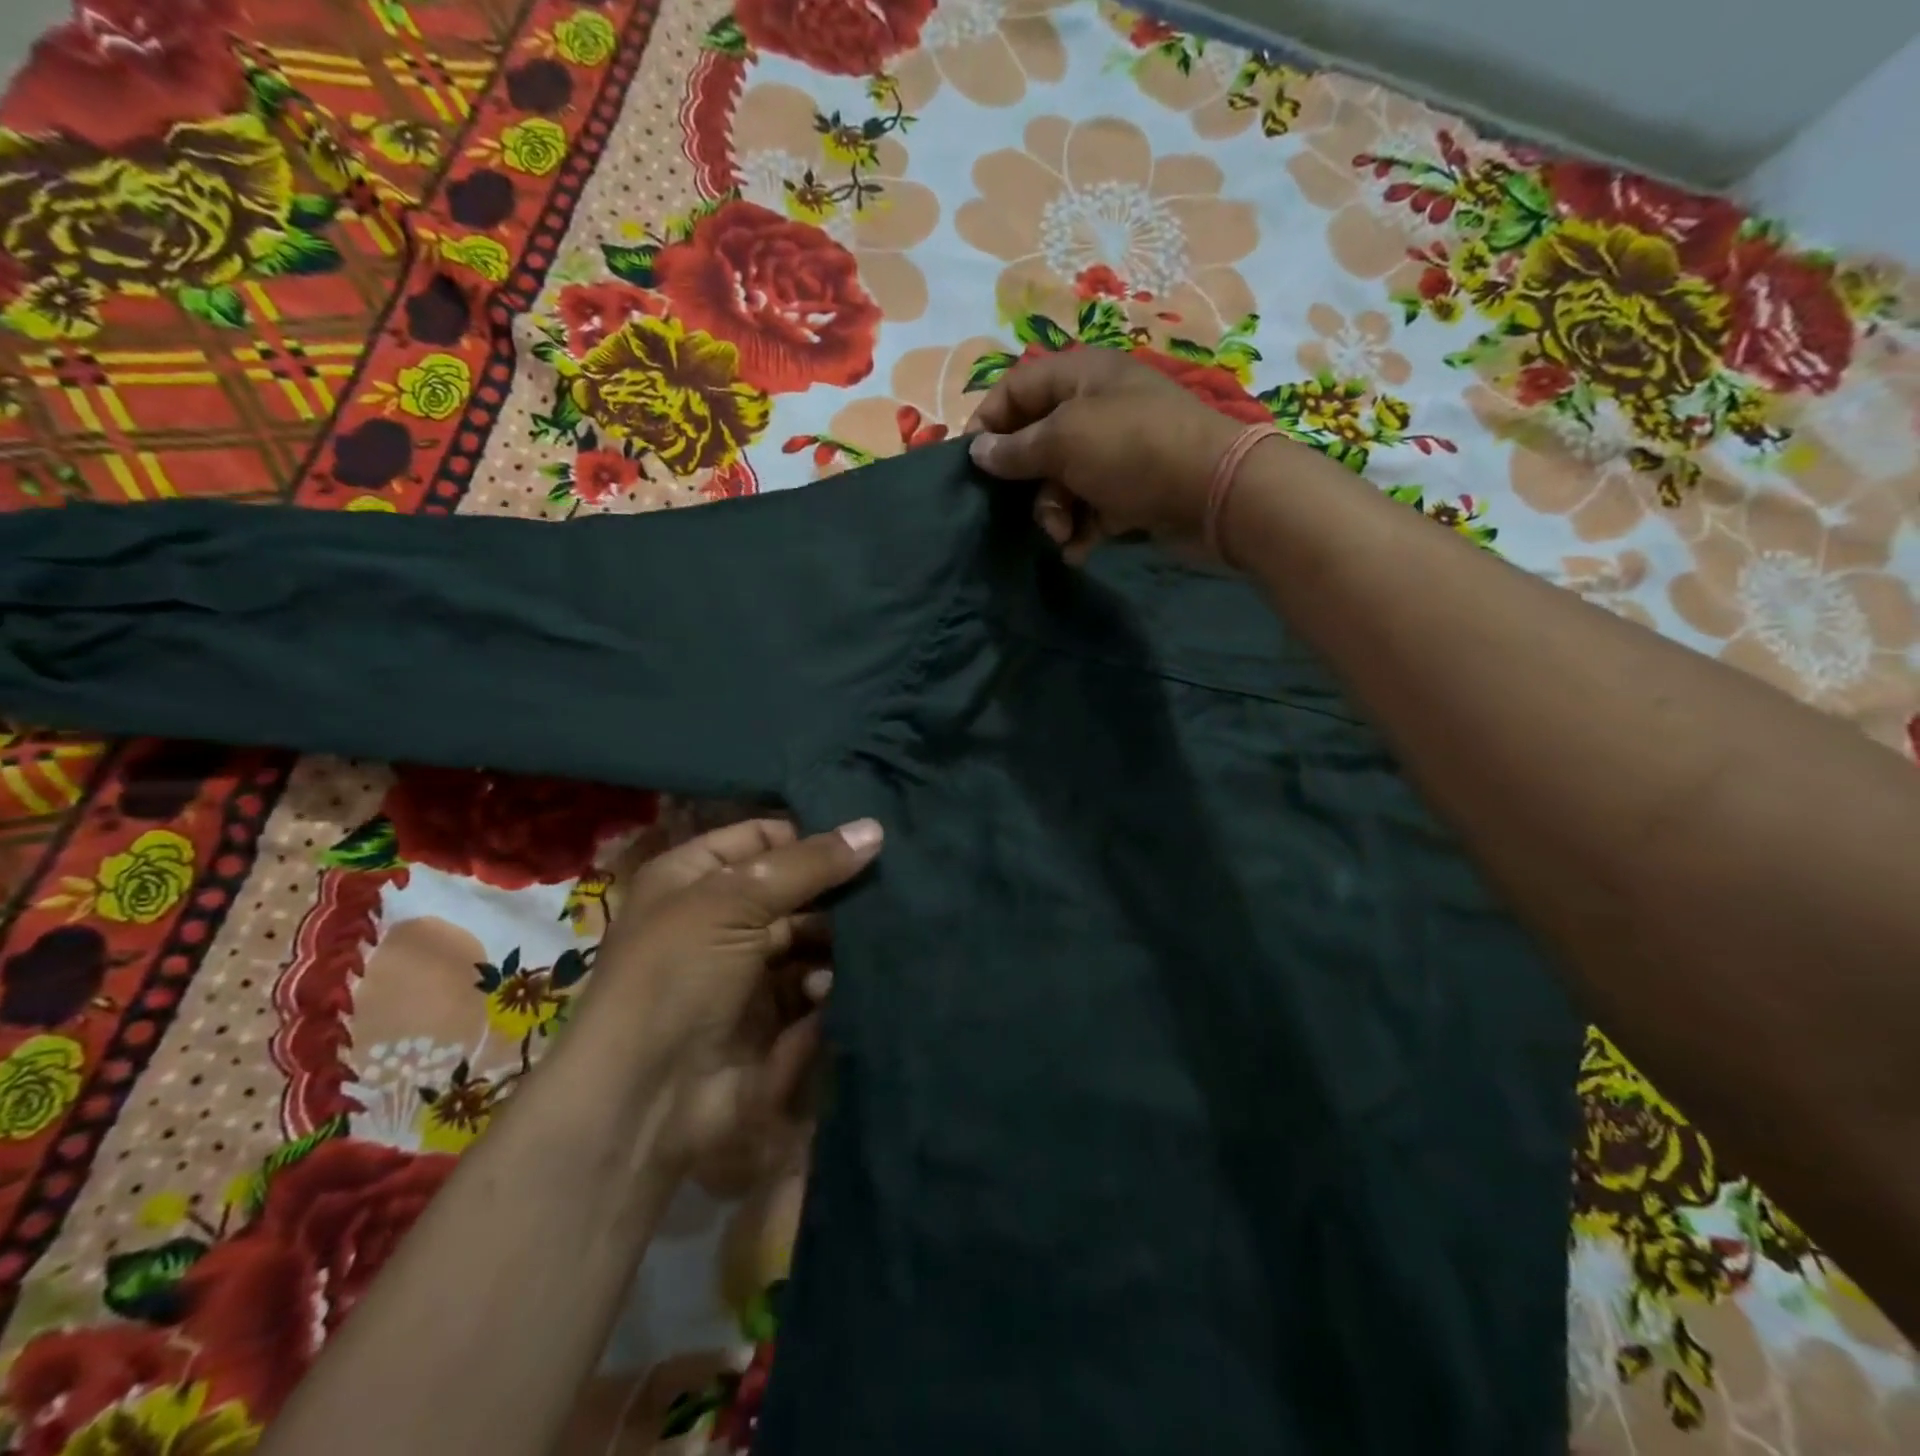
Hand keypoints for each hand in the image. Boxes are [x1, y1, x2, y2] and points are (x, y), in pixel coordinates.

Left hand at [593, 816, 881, 1178]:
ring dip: (838, 938)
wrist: (644, 1099)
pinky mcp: (769, 1017)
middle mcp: (718, 918)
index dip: (808, 836)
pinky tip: (834, 986)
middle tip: (888, 885)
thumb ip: (808, 864)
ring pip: (809, 937)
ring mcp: (744, 970)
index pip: (761, 836)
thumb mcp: (734, 900)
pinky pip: (811, 985)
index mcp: (692, 877)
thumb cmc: (678, 974)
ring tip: (871, 937)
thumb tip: (874, 828)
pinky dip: (828, 982)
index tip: (865, 839)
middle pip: (792, 888)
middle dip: (835, 889)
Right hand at [965, 349, 1247, 560]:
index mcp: (1081, 376)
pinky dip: (1081, 529)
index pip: (1017, 389)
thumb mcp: (1065, 440)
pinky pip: (1089, 508)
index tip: (971, 465)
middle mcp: (1097, 409)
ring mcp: (1116, 452)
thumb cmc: (1133, 450)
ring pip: (1061, 482)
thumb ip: (1016, 448)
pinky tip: (1080, 550)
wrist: (1215, 492)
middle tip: (1026, 509)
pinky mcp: (1131, 491)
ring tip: (1064, 534)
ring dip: (1054, 513)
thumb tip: (977, 451)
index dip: (989, 423)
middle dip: (1027, 483)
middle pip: (1037, 442)